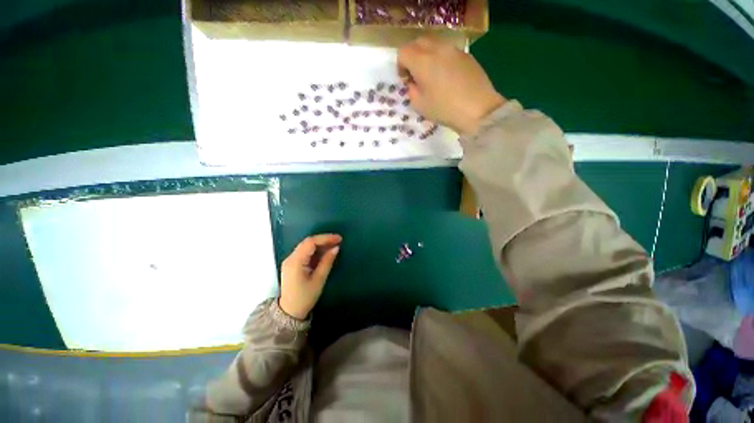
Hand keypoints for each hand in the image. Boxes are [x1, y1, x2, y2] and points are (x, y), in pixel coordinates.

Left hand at [279, 234, 341, 319]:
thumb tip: (336, 248)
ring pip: (306, 246)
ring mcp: (290, 261)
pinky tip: (325, 252)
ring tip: (334, 246)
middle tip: (338, 241)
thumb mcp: (319, 280)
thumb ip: (327, 262)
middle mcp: (290, 258)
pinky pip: (305, 252)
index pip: (310, 242)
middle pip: (308, 242)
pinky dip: (316, 250)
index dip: (325, 238)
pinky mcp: (293, 264)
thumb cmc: (305, 298)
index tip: (339, 239)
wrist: (289, 312)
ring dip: (320, 245)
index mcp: (295, 262)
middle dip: (324, 240)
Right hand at [398, 37, 505, 135]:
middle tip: (415, 75)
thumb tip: (414, 82)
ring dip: (427, 56)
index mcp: (422, 61)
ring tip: (432, 76)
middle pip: (418, 43)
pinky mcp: (466, 55)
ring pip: (434, 44)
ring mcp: (454, 50)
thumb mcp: (419, 105)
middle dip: (413, 56)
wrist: (477, 109)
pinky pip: (448, 51)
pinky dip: (441, 60)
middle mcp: (437, 49)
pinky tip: (447, 77)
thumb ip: (411, 90)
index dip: (401, 65)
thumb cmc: (444, 109)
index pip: (404, 52)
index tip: (405, 80)